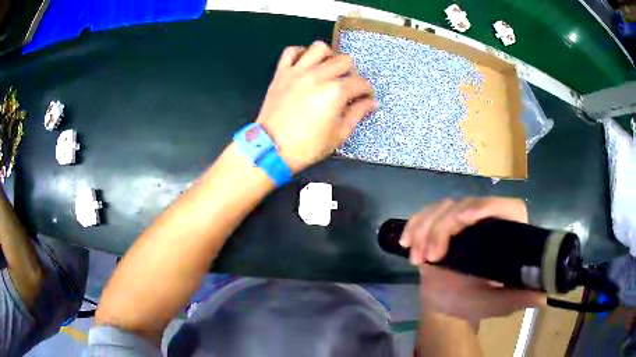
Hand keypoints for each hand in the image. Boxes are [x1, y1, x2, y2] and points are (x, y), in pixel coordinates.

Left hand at [256, 41, 376, 172]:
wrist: (271, 148)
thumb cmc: (308, 146)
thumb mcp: (339, 134)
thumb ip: (357, 114)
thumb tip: (371, 102)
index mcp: (335, 91)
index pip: (360, 83)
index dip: (367, 91)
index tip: (366, 97)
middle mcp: (318, 75)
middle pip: (344, 60)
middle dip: (352, 73)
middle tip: (348, 85)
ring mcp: (298, 71)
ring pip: (319, 48)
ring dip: (329, 56)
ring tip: (328, 69)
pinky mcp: (281, 73)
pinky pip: (291, 52)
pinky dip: (300, 53)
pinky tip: (306, 63)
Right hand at [400, 197, 545, 323]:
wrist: (444, 304)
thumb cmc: (473, 303)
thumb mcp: (497, 305)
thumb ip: (518, 299)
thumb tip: (543, 295)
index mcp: (507, 235)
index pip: (507, 207)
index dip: (486, 207)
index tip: (462, 223)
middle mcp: (487, 222)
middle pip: (467, 204)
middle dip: (443, 227)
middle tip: (431, 257)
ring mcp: (463, 221)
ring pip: (444, 206)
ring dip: (425, 228)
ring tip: (418, 259)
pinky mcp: (441, 223)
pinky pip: (426, 213)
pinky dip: (414, 225)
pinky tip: (406, 243)